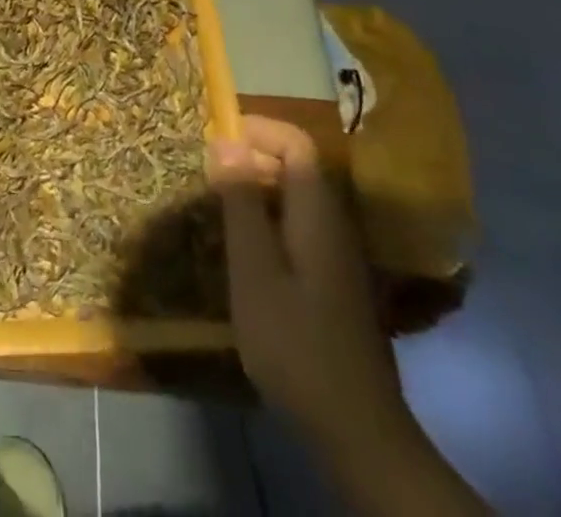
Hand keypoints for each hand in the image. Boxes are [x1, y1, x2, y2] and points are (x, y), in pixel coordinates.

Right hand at [209, 118, 487, 514]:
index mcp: (318, 213)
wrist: (356, 430)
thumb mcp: (254, 270)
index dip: (256, 129)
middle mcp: (333, 224)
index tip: (214, 138)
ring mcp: (337, 255)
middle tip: (205, 172)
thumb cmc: (296, 343)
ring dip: (255, 190)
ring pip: (295, 198)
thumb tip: (225, 139)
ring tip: (214, 205)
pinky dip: (266, 221)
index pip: (295, 142)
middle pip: (296, 166)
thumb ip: (241, 202)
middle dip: (250, 157)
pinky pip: (296, 227)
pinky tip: (241, 250)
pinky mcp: (332, 282)